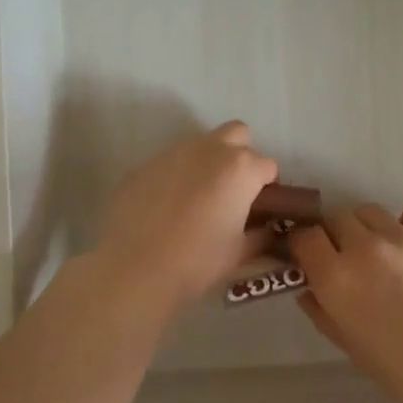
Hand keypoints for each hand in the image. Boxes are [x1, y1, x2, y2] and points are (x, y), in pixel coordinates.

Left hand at [90, 122, 278, 319]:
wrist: (135, 268)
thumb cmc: (197, 261)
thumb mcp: (239, 253)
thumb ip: (260, 235)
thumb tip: (267, 229)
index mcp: (240, 168)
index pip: (268, 166)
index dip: (268, 187)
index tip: (259, 208)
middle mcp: (209, 149)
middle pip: (237, 134)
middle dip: (241, 154)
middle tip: (233, 189)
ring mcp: (173, 153)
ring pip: (201, 144)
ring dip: (208, 162)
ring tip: (198, 198)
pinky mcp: (144, 164)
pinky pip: (170, 162)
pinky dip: (176, 176)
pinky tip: (166, 206)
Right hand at [291, 203, 402, 402]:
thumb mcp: (351, 347)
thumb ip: (323, 313)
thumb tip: (308, 290)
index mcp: (336, 278)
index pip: (304, 237)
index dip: (303, 245)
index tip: (310, 257)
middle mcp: (363, 248)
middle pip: (335, 217)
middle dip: (335, 234)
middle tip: (346, 256)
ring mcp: (401, 237)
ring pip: (369, 210)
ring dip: (367, 227)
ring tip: (381, 250)